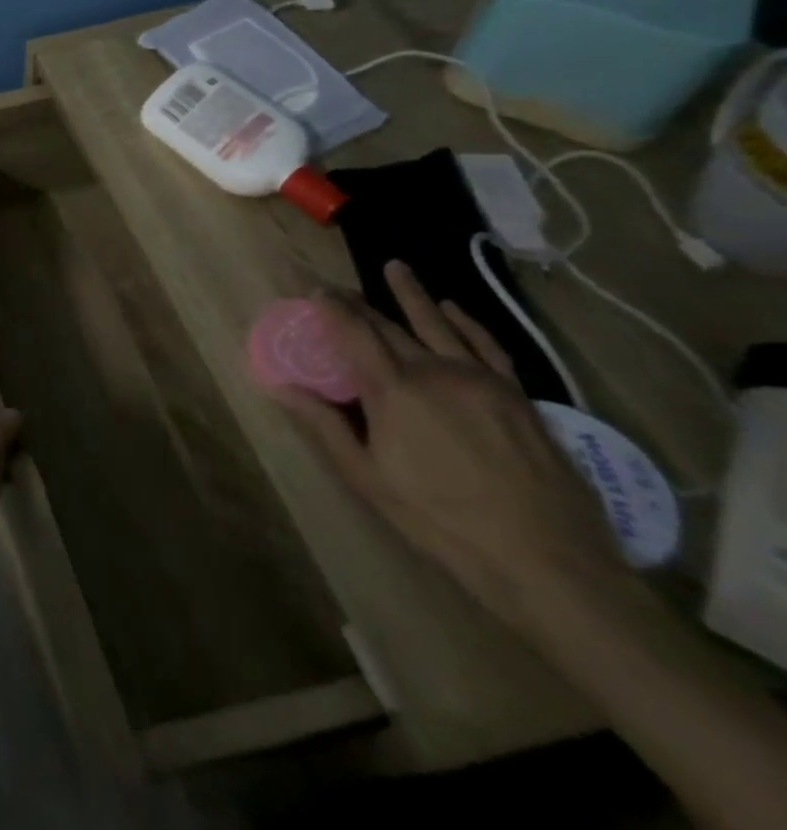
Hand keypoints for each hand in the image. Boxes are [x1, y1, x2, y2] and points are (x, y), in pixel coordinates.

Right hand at [267, 262, 630, 637]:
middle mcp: (435, 371)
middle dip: (359, 303)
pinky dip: (466, 321)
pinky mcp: (517, 396)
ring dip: (412, 294)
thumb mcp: (367, 478)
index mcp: (394, 390)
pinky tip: (453, 308)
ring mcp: (481, 380)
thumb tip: (280, 386)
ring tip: (395, 267)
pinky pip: (487, 345)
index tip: (313, 289)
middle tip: (337, 287)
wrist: (548, 562)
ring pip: (438, 324)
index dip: (330, 308)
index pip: (353, 332)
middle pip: (389, 325)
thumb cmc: (441, 521)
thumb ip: (323, 424)